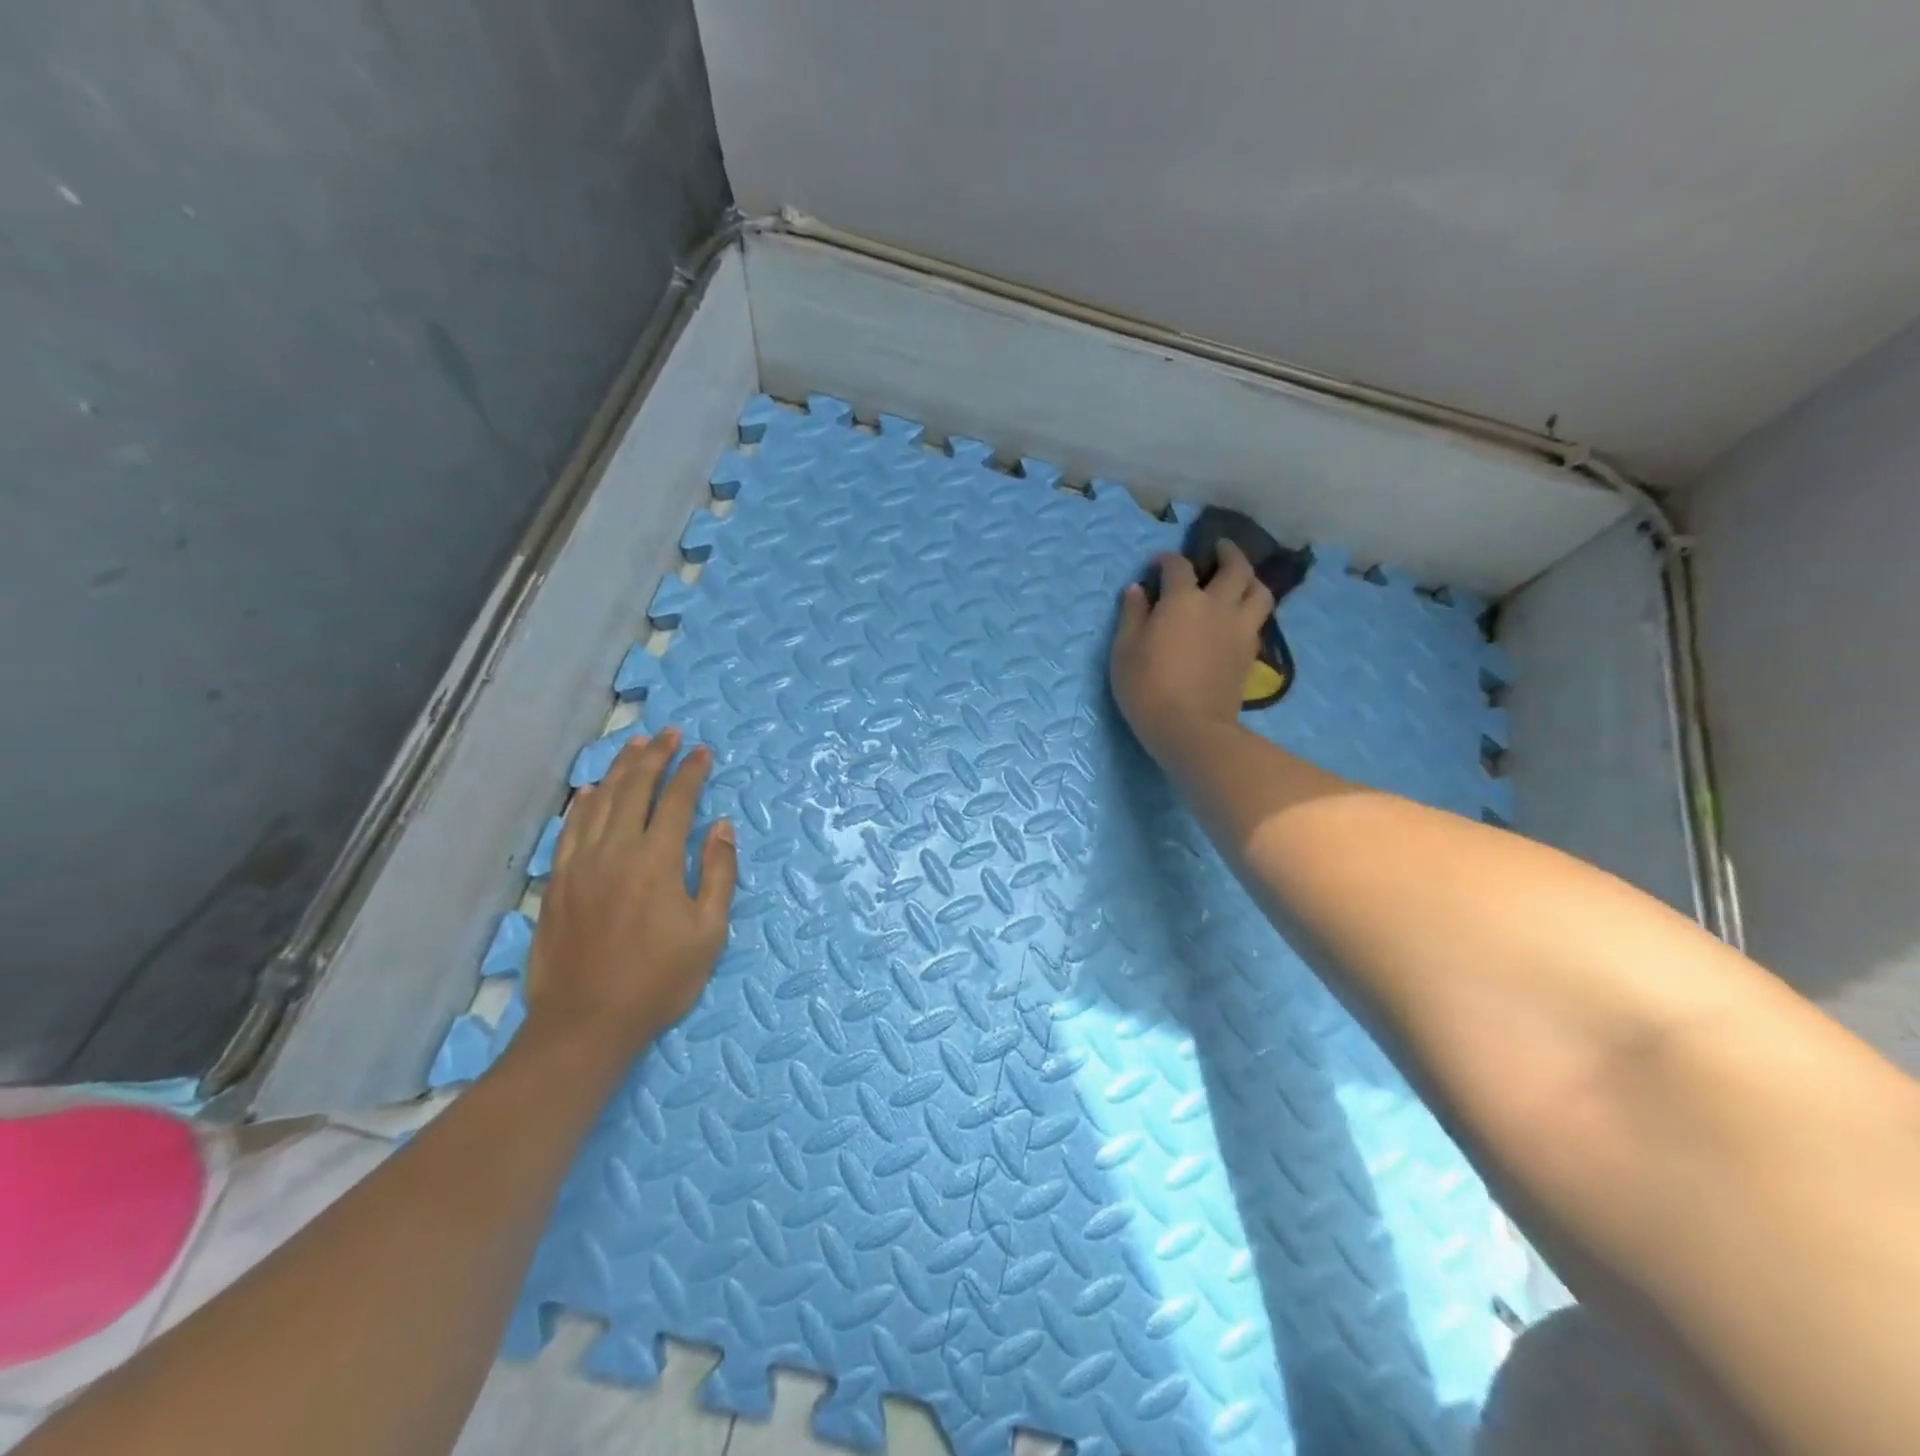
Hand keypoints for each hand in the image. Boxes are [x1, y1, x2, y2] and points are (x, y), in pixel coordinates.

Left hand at [523, 727, 736, 1055]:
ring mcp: (580, 864)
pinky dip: (585, 801)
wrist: (586, 1022)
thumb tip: (722, 827)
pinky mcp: (558, 881)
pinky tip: (592, 790)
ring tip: (635, 745)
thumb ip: (718, 873)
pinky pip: (571, 827)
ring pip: (599, 800)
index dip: (692, 772)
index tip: (704, 751)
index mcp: (657, 860)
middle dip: (655, 756)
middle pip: (635, 788)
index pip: (678, 801)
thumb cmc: (659, 980)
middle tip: (670, 733)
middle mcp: (616, 850)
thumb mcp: (709, 932)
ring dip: (620, 769)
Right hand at [1111, 540, 1273, 756]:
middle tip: (1219, 548)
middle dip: (1227, 552)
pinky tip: (1240, 615)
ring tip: (1241, 578)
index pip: (1178, 567)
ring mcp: (1239, 629)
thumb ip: (1133, 615)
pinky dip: (1251, 609)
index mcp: (1183, 600)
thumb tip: (1137, 589)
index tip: (1158, 564)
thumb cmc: (1147, 687)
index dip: (1168, 560)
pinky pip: (1258, 620)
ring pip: (1259, 591)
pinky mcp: (1250, 653)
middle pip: (1235, 568)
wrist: (1189, 727)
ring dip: (1251, 578)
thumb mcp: (1125, 650)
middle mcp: (1218, 606)